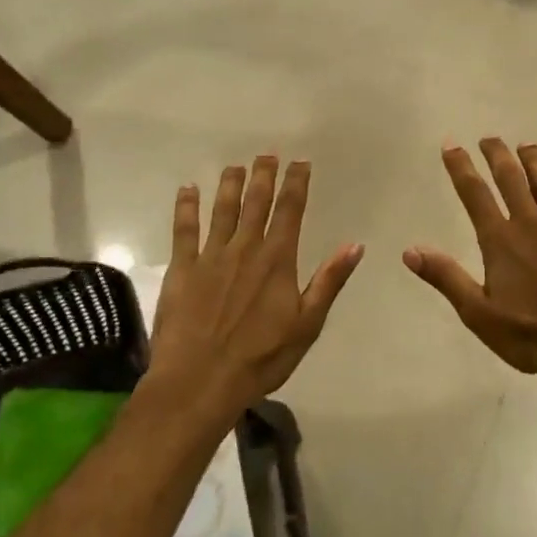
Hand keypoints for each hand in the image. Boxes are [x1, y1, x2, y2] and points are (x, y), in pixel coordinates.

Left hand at [148, 157, 363, 419]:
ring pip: (222, 210)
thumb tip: (355, 245)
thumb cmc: (261, 358)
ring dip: (230, 185)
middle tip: (267, 154)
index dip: (296, 183)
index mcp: (277, 259)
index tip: (300, 162)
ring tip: (235, 166)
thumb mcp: (307, 324)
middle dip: (263, 175)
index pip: (290, 211)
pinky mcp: (182, 270)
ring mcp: (211, 256)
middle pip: (256, 202)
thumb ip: (329, 281)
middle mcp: (245, 248)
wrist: (200, 382)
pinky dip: (186, 207)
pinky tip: (187, 189)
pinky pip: (184, 230)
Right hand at [405, 140, 536, 378]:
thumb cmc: (533, 335)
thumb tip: (410, 250)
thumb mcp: (479, 314)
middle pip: (511, 180)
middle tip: (489, 137)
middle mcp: (530, 225)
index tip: (451, 145)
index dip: (461, 168)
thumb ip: (447, 278)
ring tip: (526, 144)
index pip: (475, 195)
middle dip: (497, 156)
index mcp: (500, 241)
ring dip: (534, 162)